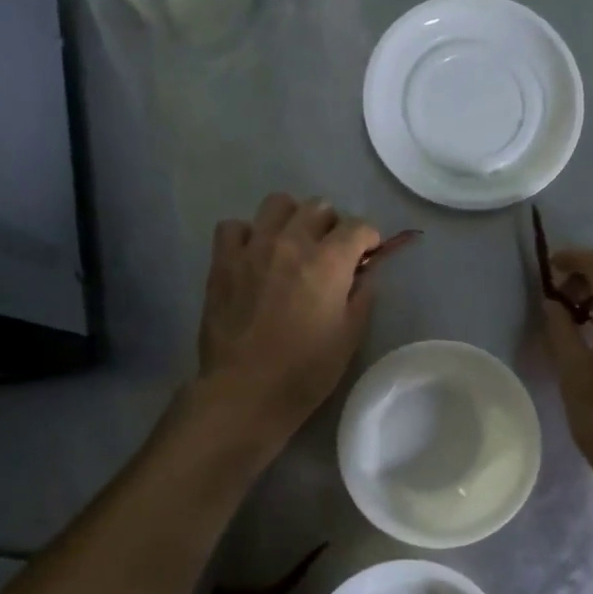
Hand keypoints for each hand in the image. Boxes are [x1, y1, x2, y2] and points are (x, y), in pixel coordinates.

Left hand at [194, 193, 380, 446]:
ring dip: (292, 219)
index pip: (358, 226)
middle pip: (319, 207)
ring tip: (292, 245)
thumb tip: (364, 273)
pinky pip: (234, 226)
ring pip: (278, 203)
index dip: (369, 239)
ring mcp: (253, 248)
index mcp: (329, 261)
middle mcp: (292, 243)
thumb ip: (361, 296)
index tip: (367, 255)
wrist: (246, 390)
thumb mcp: (350, 336)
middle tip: (331, 253)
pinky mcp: (223, 261)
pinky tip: (253, 255)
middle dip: (332, 225)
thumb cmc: (306, 370)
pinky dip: (248, 234)